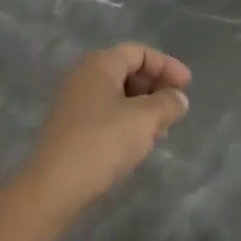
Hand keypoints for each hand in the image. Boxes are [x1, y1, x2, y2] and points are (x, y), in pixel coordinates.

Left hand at [24, 44, 191, 216]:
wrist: (52, 187)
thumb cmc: (102, 143)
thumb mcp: (146, 120)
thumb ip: (168, 103)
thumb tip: (178, 98)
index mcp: (100, 64)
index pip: (140, 52)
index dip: (167, 66)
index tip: (187, 87)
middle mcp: (83, 75)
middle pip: (127, 70)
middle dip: (155, 87)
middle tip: (174, 109)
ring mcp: (72, 101)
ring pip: (117, 94)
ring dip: (142, 107)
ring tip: (160, 130)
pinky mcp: (68, 126)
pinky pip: (105, 112)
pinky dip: (126, 120)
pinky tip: (137, 143)